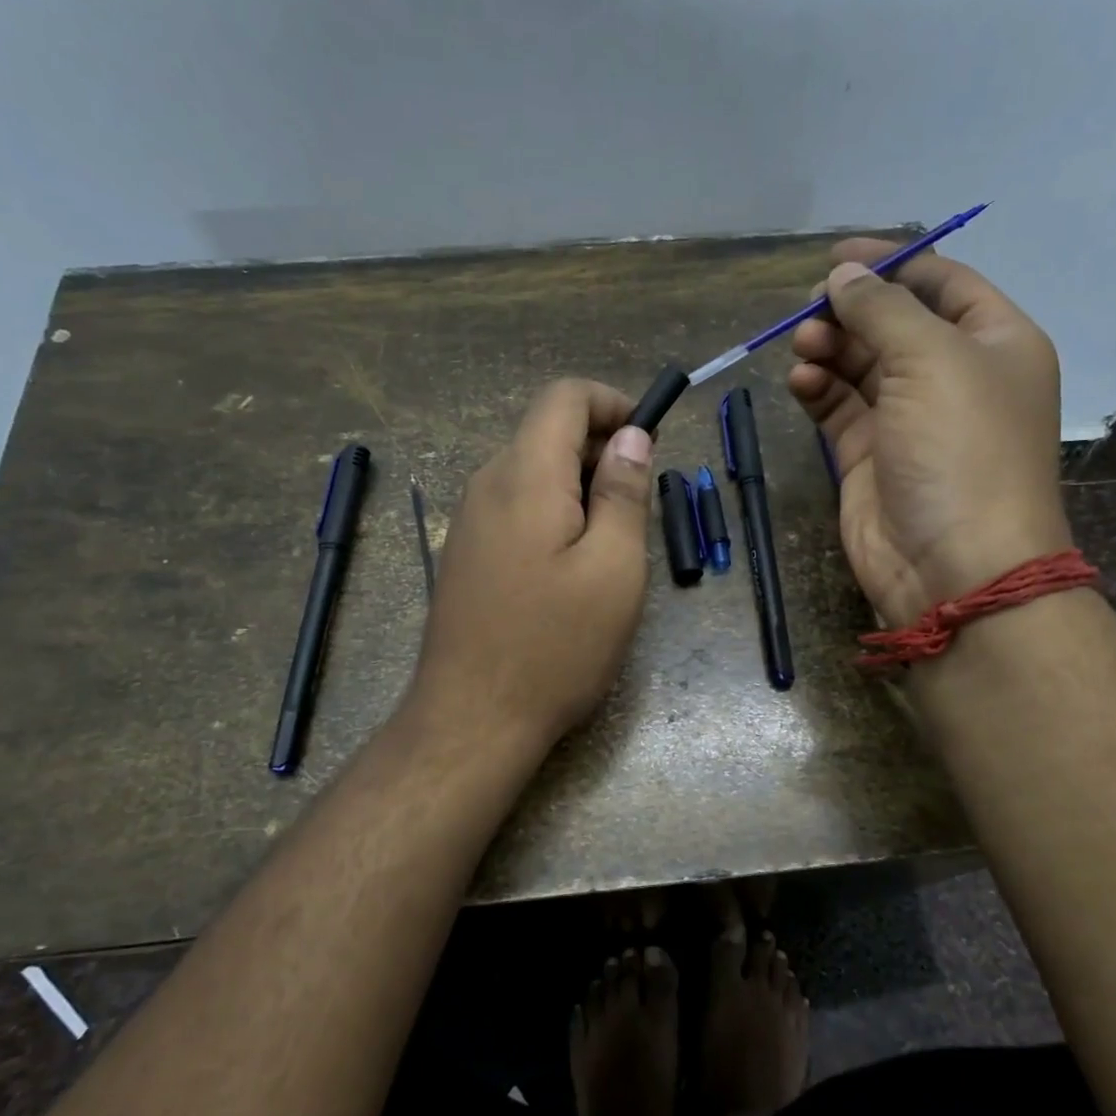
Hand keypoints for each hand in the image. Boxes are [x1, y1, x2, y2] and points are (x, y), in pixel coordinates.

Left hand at [407, 379, 654, 755]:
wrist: (472, 719)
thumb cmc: (556, 646)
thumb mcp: (614, 568)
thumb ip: (623, 492)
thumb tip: (630, 436)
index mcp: (526, 476)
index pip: (564, 397)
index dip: (612, 402)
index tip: (649, 439)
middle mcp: (487, 484)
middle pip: (546, 432)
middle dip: (600, 448)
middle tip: (640, 503)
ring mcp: (469, 520)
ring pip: (532, 471)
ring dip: (579, 485)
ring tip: (613, 541)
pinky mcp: (466, 553)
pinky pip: (515, 507)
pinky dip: (553, 511)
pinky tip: (571, 566)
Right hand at [788, 242, 1069, 627]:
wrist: (953, 564)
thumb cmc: (961, 449)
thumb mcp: (932, 359)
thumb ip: (883, 309)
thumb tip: (842, 277)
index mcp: (994, 343)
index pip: (942, 283)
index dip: (893, 263)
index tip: (838, 256)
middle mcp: (953, 377)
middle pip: (895, 323)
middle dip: (851, 310)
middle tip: (810, 308)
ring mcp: (908, 420)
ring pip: (860, 365)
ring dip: (830, 348)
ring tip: (802, 345)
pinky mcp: (868, 456)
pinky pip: (839, 408)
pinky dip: (818, 389)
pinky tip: (801, 381)